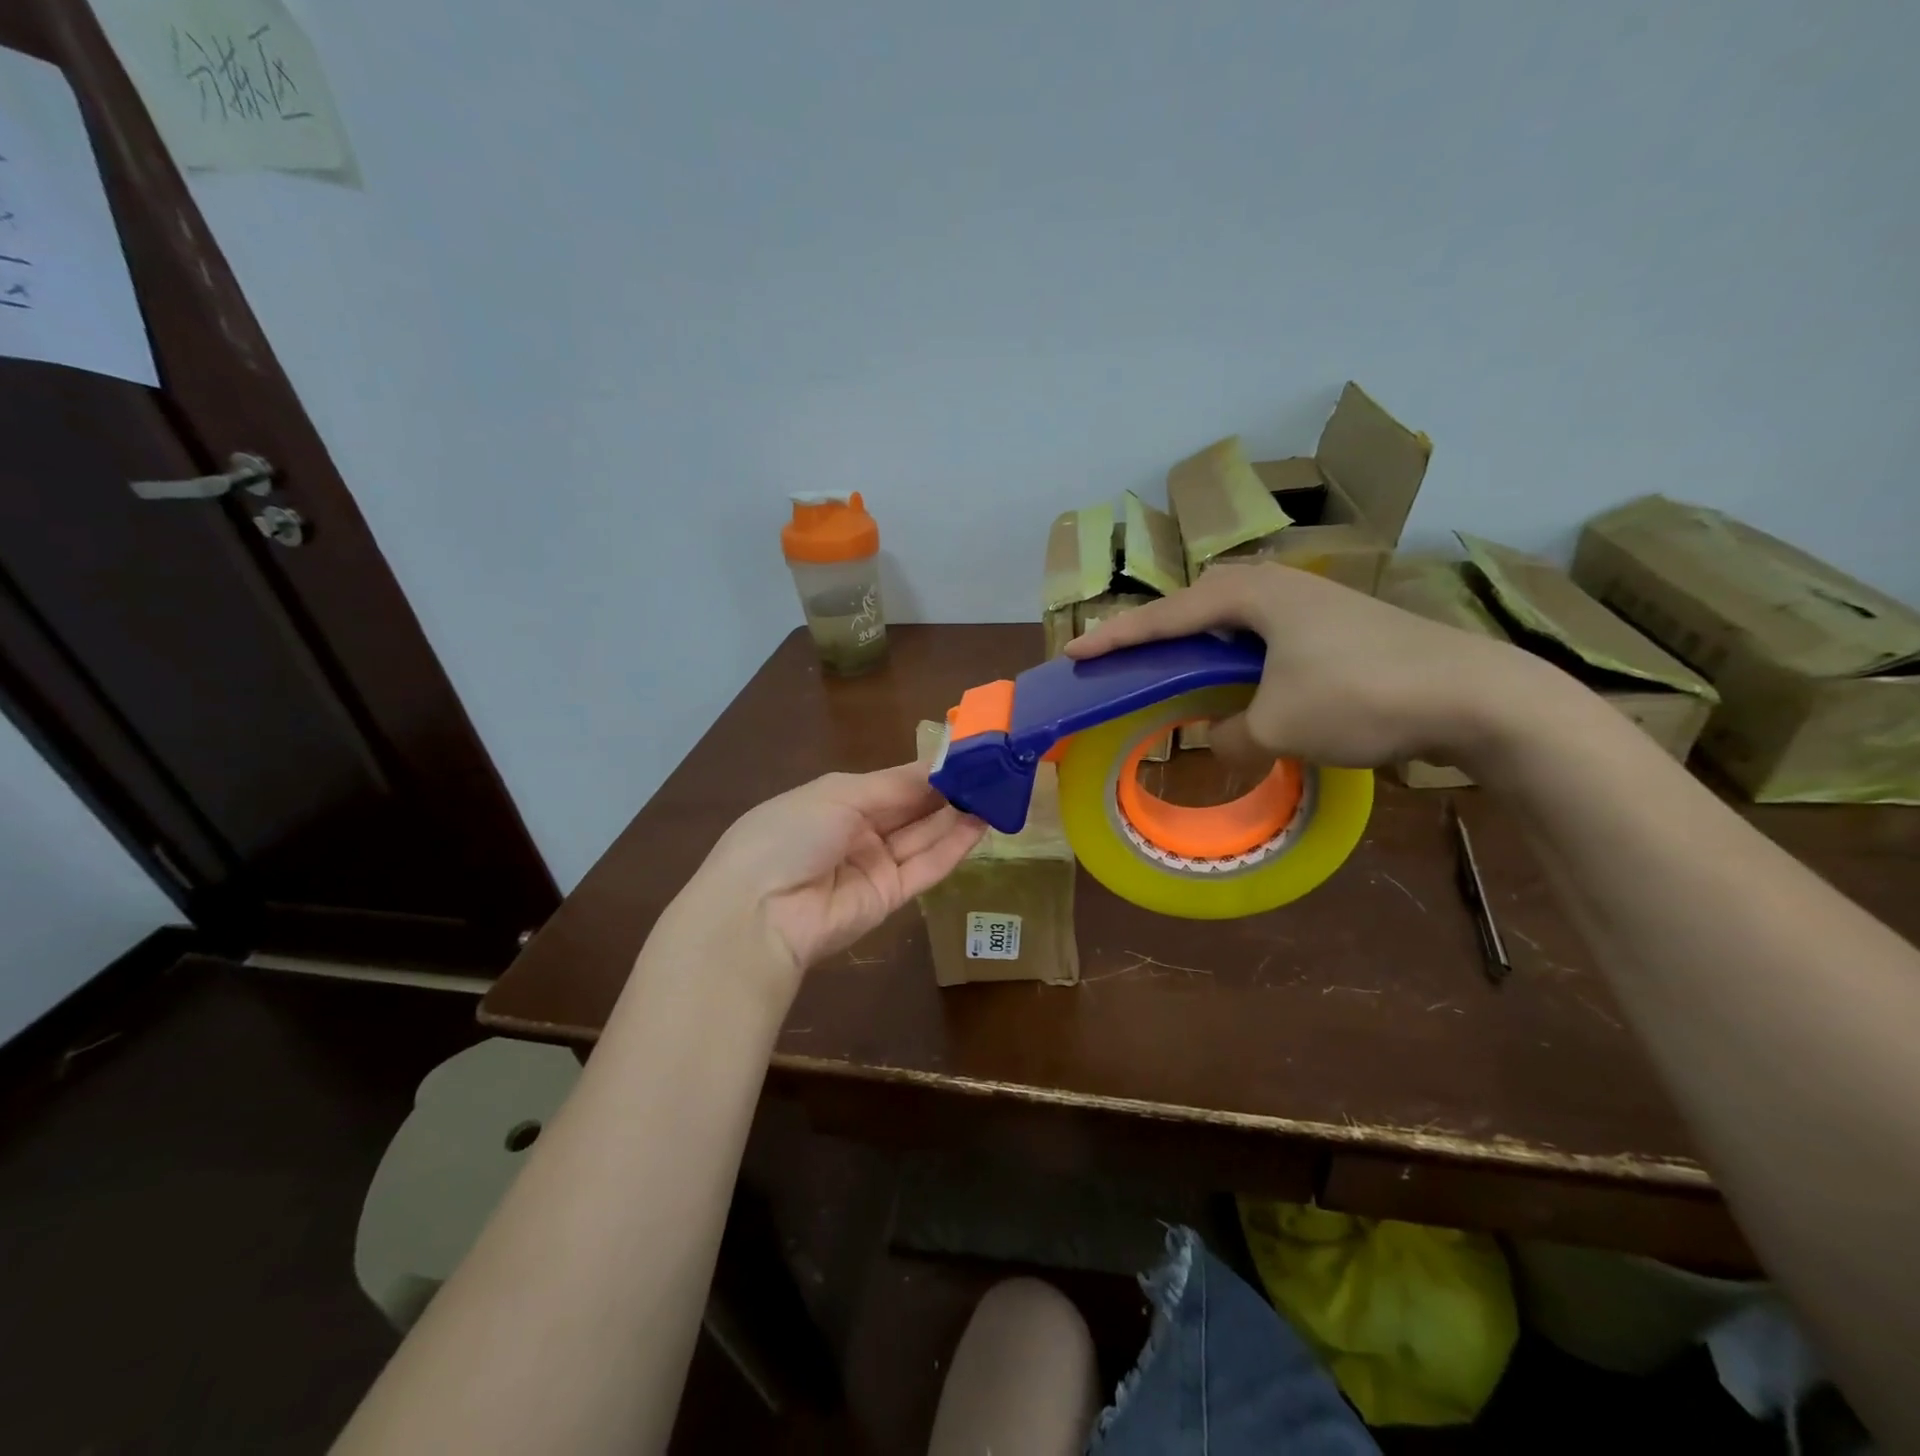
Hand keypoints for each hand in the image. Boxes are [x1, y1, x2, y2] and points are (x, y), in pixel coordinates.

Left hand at [683, 763, 985, 983]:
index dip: (928, 771)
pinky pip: (925, 869)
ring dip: (957, 817)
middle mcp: (857, 832)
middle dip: (948, 792)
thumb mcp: (837, 795)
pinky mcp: (889, 900)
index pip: (892, 783)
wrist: (759, 912)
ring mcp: (873, 867)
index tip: (967, 756)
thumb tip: (937, 769)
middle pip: (911, 810)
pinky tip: (980, 825)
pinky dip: (953, 848)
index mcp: (836, 801)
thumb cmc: (790, 834)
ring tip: (995, 795)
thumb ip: (893, 785)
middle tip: (992, 774)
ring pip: (923, 838)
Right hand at [1066, 563, 1537, 770]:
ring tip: (1174, 670)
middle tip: (1125, 658)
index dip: (1116, 638)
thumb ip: (1230, 736)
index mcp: (1250, 596)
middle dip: (1157, 632)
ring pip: (1233, 621)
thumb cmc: (1361, 697)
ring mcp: (1312, 603)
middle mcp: (1277, 587)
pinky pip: (1265, 636)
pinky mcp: (1338, 626)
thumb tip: (1217, 737)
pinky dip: (1238, 658)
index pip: (1165, 617)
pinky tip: (1239, 683)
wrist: (1477, 694)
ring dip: (1200, 645)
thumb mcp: (1278, 728)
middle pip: (1196, 606)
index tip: (1074, 652)